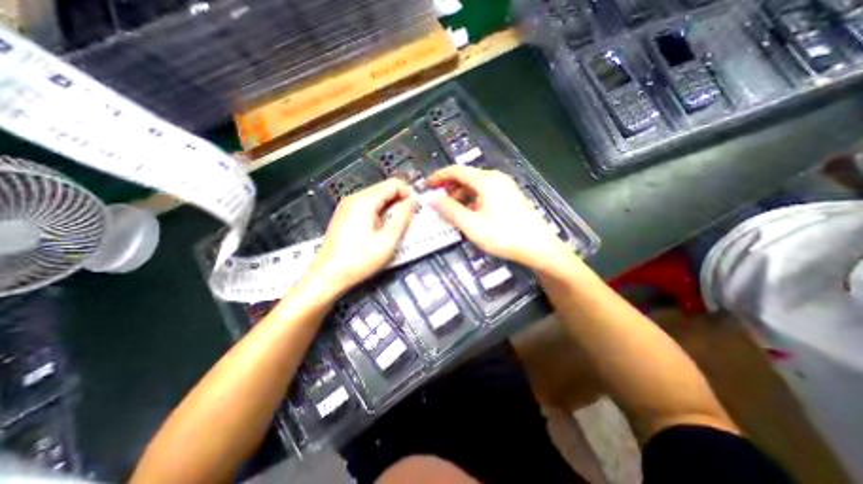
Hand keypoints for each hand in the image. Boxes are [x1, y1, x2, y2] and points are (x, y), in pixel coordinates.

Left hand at [307, 178, 418, 298]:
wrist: (327, 276)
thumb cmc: (359, 260)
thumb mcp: (388, 241)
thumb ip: (403, 218)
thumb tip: (413, 201)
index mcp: (364, 201)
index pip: (393, 184)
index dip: (408, 193)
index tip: (416, 209)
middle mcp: (354, 198)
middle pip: (384, 189)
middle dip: (400, 201)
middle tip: (408, 220)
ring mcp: (347, 206)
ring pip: (376, 198)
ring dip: (390, 208)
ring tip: (396, 227)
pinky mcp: (344, 215)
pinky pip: (367, 206)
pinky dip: (379, 213)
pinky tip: (381, 229)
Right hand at [423, 167, 567, 271]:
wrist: (538, 247)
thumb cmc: (502, 235)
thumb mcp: (471, 225)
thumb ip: (450, 210)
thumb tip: (434, 199)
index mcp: (486, 180)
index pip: (456, 171)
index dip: (439, 177)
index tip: (427, 185)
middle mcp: (496, 178)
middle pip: (467, 177)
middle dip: (450, 187)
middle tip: (438, 201)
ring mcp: (505, 187)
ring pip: (476, 186)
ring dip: (461, 195)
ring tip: (453, 210)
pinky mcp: (510, 196)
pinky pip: (486, 193)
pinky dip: (473, 200)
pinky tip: (471, 214)